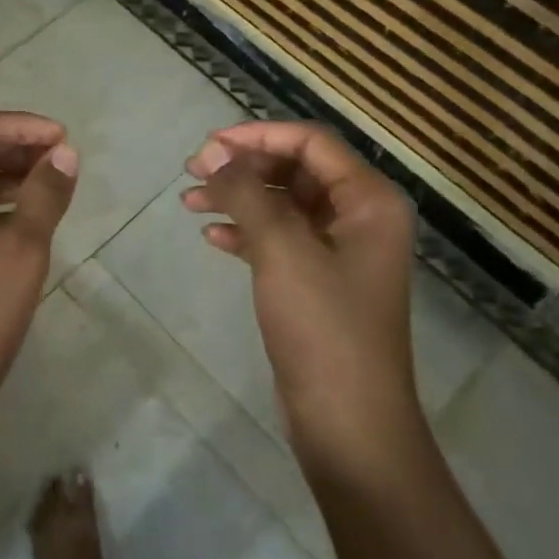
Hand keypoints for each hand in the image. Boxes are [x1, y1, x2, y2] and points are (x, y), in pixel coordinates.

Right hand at [184, 121, 419, 460]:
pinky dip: (246, 231)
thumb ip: (247, 193)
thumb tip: (215, 155)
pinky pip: (279, 238)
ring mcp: (339, 251)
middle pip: (295, 169)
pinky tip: (213, 236)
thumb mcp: (282, 249)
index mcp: (369, 200)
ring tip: (190, 201)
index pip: (310, 142)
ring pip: (282, 204)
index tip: (209, 145)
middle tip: (194, 170)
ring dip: (238, 197)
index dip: (257, 135)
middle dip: (244, 166)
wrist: (348, 423)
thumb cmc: (323, 327)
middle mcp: (359, 217)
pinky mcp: (319, 282)